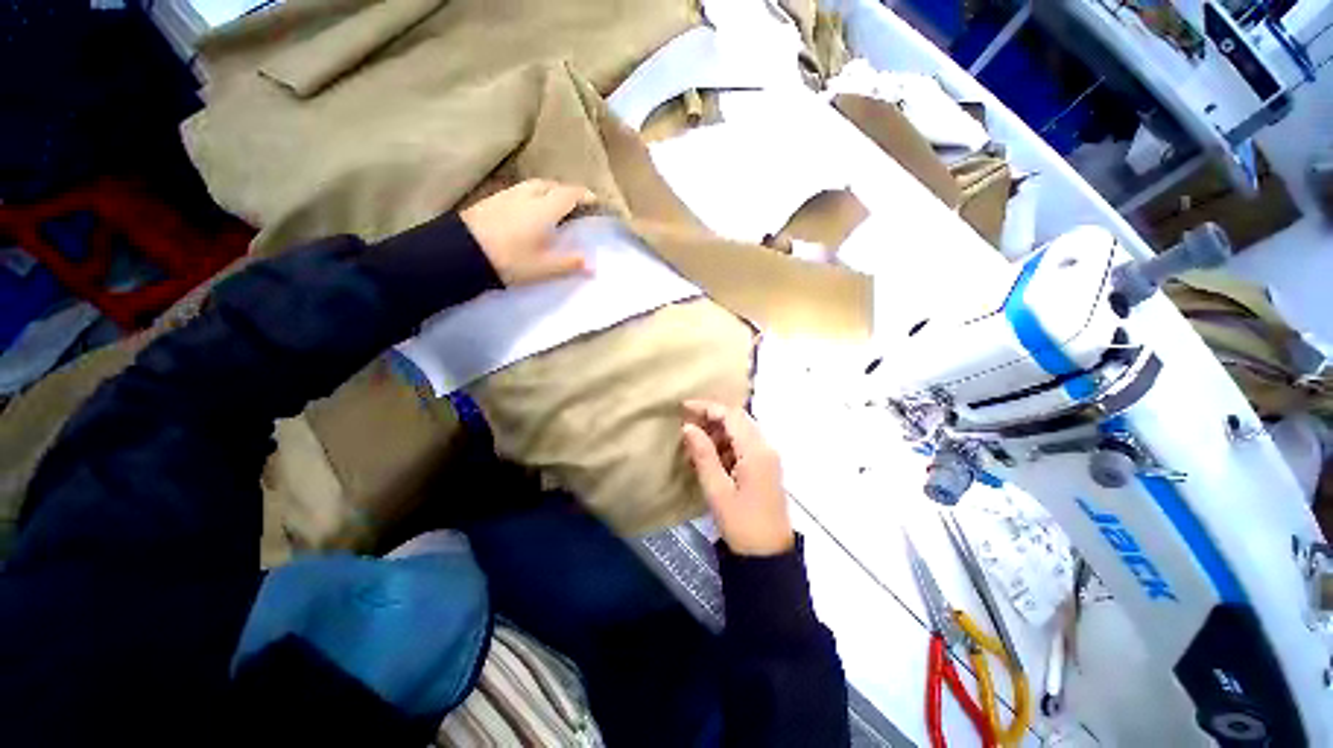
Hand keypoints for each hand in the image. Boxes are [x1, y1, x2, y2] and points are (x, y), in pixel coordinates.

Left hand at [461, 179, 595, 286]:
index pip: (569, 194)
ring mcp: (506, 195)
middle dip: (565, 191)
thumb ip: (569, 264)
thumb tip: (592, 265)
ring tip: (551, 206)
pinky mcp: (491, 200)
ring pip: (532, 186)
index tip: (593, 200)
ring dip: (546, 191)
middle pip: (550, 184)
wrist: (462, 253)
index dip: (583, 195)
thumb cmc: (510, 260)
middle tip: (573, 204)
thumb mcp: (543, 267)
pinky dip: (529, 196)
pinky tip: (526, 211)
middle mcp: (527, 196)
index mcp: (544, 209)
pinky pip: (517, 191)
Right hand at [681, 400, 793, 556]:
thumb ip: (703, 454)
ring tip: (694, 447)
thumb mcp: (717, 490)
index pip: (731, 415)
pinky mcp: (765, 468)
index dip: (707, 407)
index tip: (683, 408)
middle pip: (738, 419)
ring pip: (741, 432)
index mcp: (756, 451)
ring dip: (718, 434)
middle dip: (712, 418)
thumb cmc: (741, 524)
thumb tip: (688, 427)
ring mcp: (768, 457)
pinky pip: (744, 446)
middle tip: (687, 427)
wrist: (768, 556)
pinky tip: (709, 460)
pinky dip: (726, 447)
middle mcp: (766, 447)